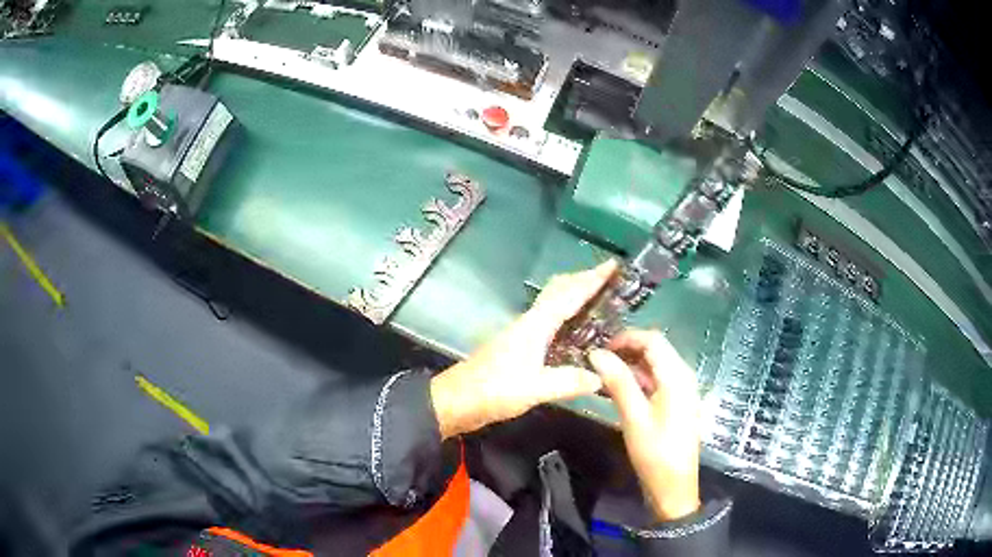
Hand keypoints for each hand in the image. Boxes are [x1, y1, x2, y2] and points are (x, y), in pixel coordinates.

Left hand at [430, 261, 616, 438]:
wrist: (456, 400)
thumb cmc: (492, 390)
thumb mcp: (533, 389)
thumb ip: (568, 382)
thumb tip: (601, 377)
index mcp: (535, 326)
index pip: (569, 295)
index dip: (592, 279)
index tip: (612, 264)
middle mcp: (530, 324)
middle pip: (559, 292)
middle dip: (583, 280)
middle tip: (610, 279)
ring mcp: (523, 334)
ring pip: (553, 305)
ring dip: (575, 295)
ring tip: (599, 300)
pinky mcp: (519, 348)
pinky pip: (549, 322)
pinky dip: (566, 316)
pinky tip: (576, 331)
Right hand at [588, 330, 701, 521]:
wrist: (674, 487)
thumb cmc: (655, 452)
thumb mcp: (634, 417)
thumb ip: (618, 382)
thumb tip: (596, 353)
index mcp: (677, 376)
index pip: (652, 340)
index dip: (626, 337)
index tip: (599, 347)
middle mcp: (682, 377)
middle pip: (655, 350)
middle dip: (626, 350)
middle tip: (596, 359)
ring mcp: (681, 391)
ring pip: (654, 366)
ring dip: (630, 366)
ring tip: (601, 374)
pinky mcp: (676, 404)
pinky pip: (656, 382)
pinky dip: (637, 381)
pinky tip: (617, 390)